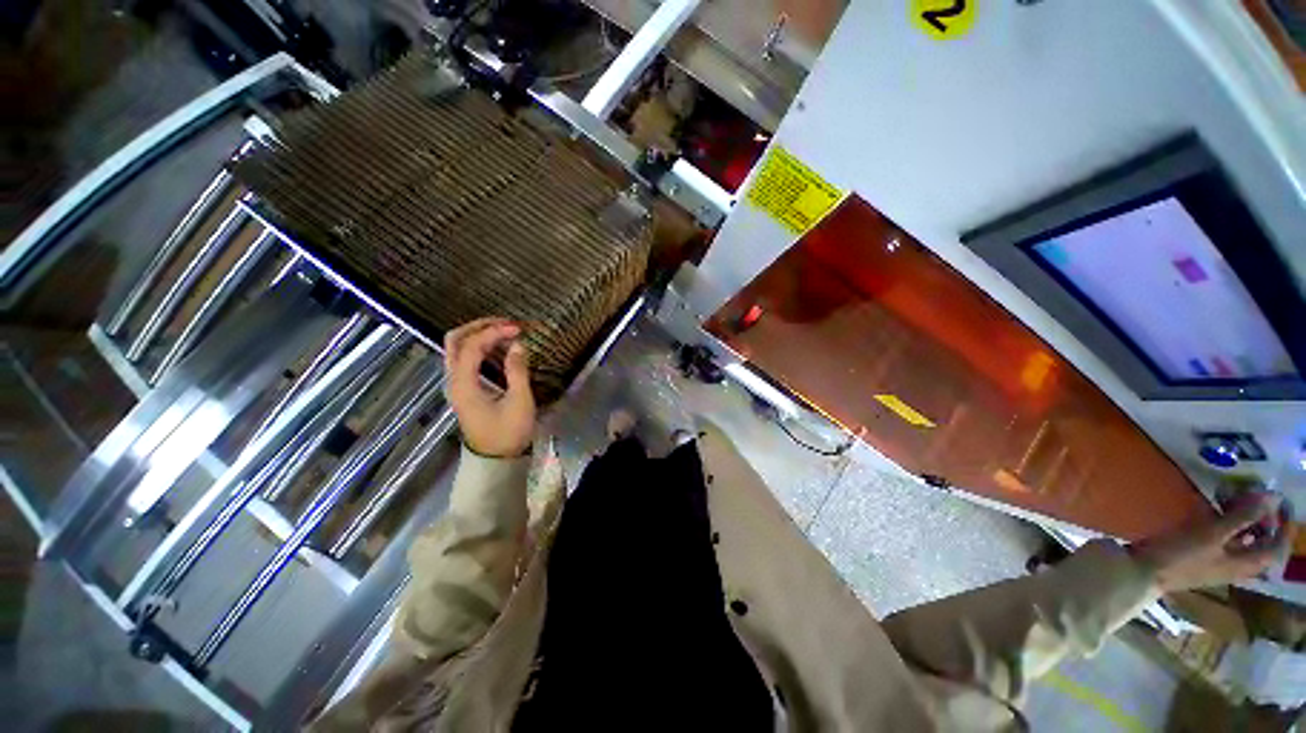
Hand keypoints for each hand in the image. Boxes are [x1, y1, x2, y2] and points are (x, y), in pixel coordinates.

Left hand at [444, 318, 535, 457]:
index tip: (518, 329)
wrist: (495, 460)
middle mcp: (453, 380)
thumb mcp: (519, 402)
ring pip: (457, 348)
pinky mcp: (464, 388)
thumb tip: (518, 345)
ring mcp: (456, 384)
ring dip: (479, 334)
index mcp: (463, 384)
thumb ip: (517, 371)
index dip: (494, 332)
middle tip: (506, 324)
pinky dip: (480, 347)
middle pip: (455, 340)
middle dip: (479, 326)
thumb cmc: (508, 433)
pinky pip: (465, 358)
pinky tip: (500, 347)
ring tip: (506, 332)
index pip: (471, 346)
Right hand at [1133, 493, 1295, 593]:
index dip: (1285, 526)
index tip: (1282, 502)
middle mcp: (1238, 565)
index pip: (1278, 547)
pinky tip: (1215, 513)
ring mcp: (1220, 562)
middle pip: (1261, 543)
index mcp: (1247, 564)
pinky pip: (1225, 539)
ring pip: (1243, 540)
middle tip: (1256, 496)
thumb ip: (1243, 516)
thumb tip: (1273, 497)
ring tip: (1236, 500)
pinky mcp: (1204, 557)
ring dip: (1244, 520)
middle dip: (1262, 520)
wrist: (1145, 572)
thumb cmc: (1182, 555)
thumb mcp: (1211, 534)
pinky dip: (1227, 525)